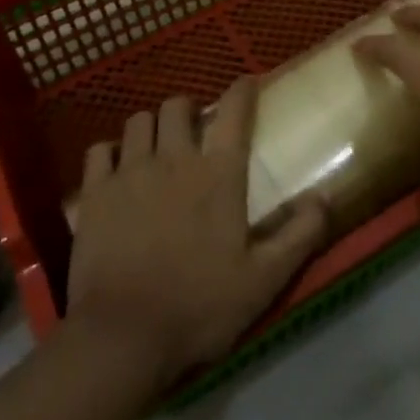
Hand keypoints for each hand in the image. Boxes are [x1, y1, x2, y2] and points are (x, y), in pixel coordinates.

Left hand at [66, 79, 328, 390]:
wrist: (122, 336)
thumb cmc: (199, 306)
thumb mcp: (264, 279)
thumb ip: (300, 235)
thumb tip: (325, 197)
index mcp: (218, 174)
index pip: (234, 112)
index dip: (242, 90)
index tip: (247, 82)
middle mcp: (174, 159)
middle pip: (177, 106)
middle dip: (189, 108)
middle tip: (195, 128)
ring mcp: (129, 173)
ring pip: (139, 121)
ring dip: (152, 126)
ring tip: (157, 145)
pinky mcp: (94, 193)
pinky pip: (99, 150)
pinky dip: (110, 152)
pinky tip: (116, 168)